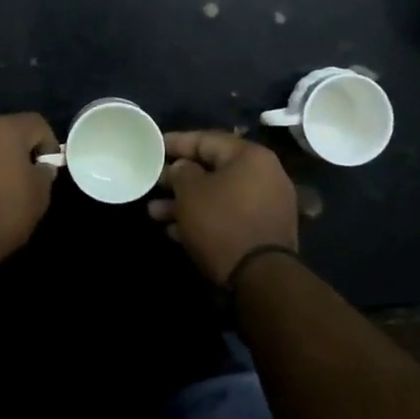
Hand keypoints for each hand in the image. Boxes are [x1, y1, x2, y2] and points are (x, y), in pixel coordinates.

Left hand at [0, 113, 60, 267]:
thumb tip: (39, 166)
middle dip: (16, 150)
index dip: (48, 144)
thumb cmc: (1, 214)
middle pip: (5, 131)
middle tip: (22, 178)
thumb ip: (44, 173)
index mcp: (4, 129)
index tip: (47, 170)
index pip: (36, 123)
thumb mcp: (39, 197)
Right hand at [148, 130, 298, 286]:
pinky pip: (228, 215)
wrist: (261, 278)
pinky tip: (175, 232)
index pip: (207, 139)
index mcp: (250, 156)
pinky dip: (204, 219)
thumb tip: (183, 168)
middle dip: (179, 179)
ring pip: (218, 195)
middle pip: (213, 169)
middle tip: (153, 183)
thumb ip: (181, 172)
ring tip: (154, 213)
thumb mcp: (191, 192)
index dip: (177, 142)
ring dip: (186, 203)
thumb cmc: (222, 223)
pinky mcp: (263, 231)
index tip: (154, 146)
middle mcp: (264, 175)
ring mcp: (266, 205)